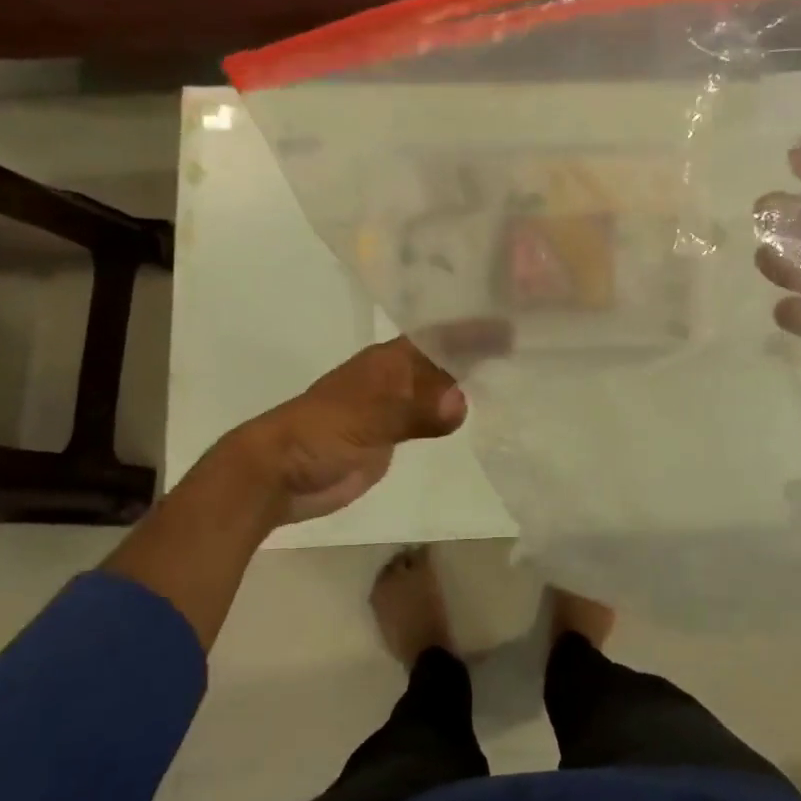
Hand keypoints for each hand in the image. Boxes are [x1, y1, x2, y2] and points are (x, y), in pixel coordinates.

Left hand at [221, 320, 509, 524]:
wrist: (276, 475)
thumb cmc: (316, 435)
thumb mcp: (364, 417)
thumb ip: (411, 409)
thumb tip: (462, 402)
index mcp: (386, 362)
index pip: (438, 337)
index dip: (472, 330)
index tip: (511, 325)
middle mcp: (393, 378)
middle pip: (442, 358)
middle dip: (477, 351)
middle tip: (524, 349)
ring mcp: (391, 407)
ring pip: (437, 387)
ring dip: (467, 380)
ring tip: (510, 375)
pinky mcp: (390, 436)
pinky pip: (429, 418)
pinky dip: (451, 413)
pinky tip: (473, 414)